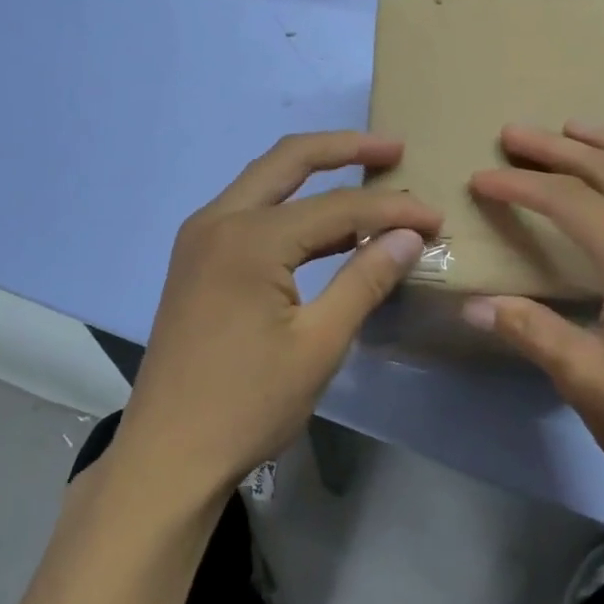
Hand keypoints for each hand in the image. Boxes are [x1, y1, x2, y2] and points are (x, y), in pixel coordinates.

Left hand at [114, 132, 441, 502]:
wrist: (168, 454)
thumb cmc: (248, 404)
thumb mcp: (319, 344)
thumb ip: (365, 280)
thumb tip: (409, 236)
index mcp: (249, 238)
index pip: (337, 206)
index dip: (391, 210)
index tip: (434, 218)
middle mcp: (218, 221)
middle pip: (289, 160)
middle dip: (344, 148)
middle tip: (394, 150)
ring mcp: (200, 238)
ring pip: (265, 181)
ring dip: (315, 173)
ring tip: (369, 177)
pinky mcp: (196, 260)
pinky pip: (250, 212)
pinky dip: (291, 207)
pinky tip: (327, 227)